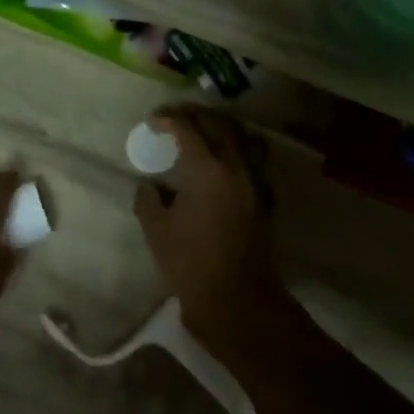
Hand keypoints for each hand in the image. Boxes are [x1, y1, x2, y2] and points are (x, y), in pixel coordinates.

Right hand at [132, 107, 286, 351]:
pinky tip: (224, 160)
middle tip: (175, 117)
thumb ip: (149, 199)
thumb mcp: (156, 230)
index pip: (188, 128)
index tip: (153, 120)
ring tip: (202, 131)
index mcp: (207, 169)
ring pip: (243, 137)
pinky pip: (254, 159)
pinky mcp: (265, 199)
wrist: (237, 299)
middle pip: (219, 124)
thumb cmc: (191, 264)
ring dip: (221, 127)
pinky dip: (238, 148)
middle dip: (195, 114)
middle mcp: (236, 167)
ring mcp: (255, 182)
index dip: (168, 119)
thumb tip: (151, 185)